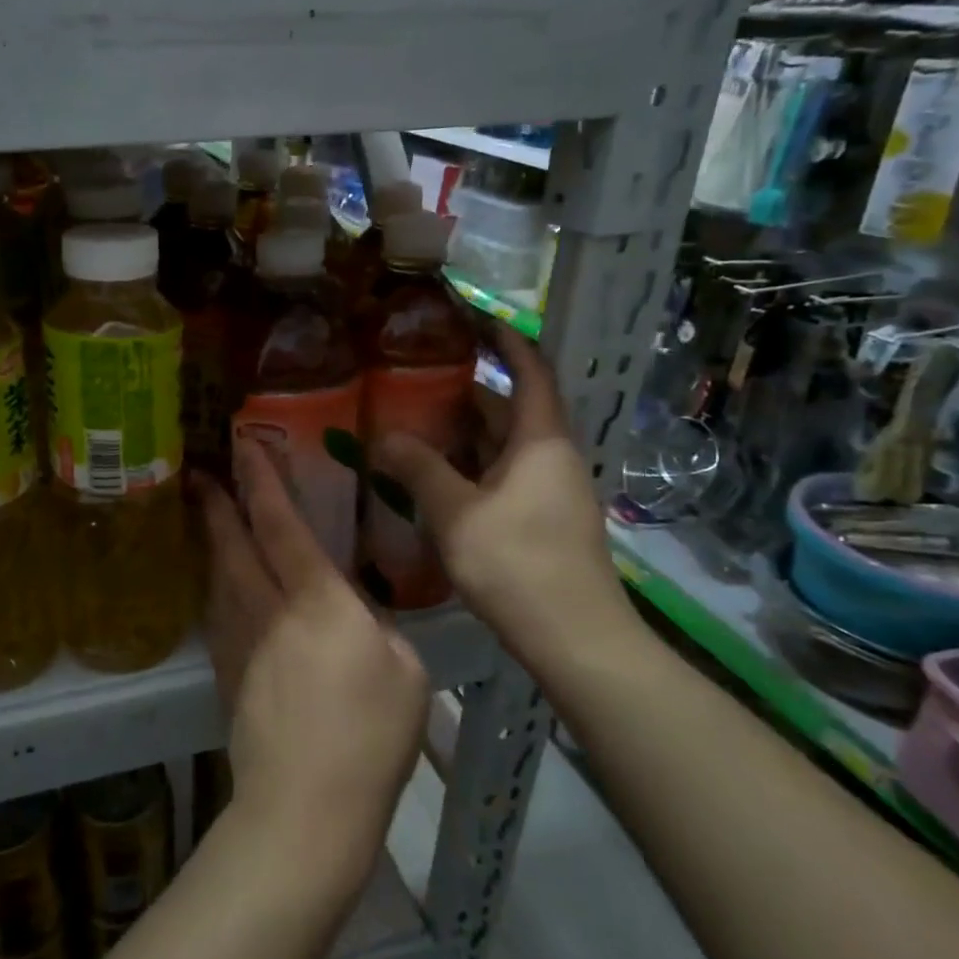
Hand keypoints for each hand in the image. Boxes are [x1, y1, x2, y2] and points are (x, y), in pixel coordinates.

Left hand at [198, 443, 428, 901]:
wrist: (304, 808)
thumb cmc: (368, 737)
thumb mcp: (405, 671)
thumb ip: (377, 627)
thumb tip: (354, 616)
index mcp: (315, 600)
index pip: (281, 525)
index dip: (262, 481)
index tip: (243, 446)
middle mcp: (268, 610)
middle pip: (233, 544)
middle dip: (218, 505)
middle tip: (200, 474)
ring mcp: (240, 642)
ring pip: (219, 577)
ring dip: (212, 542)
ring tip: (208, 520)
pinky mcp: (228, 674)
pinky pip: (218, 613)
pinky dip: (216, 586)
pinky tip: (220, 586)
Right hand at [373, 328, 629, 673]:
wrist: (575, 639)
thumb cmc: (518, 564)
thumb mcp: (456, 513)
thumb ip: (418, 468)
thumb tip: (383, 435)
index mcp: (541, 441)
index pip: (530, 371)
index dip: (505, 340)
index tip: (470, 319)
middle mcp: (552, 457)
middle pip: (509, 410)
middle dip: (465, 392)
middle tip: (413, 380)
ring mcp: (550, 490)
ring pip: (503, 446)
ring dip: (463, 434)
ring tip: (412, 425)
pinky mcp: (543, 520)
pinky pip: (502, 476)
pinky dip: (470, 467)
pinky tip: (433, 479)